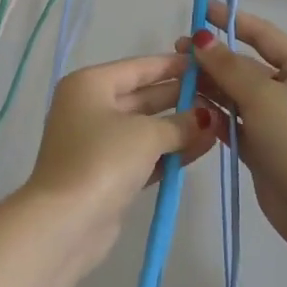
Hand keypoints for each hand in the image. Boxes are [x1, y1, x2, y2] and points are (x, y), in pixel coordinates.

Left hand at [22, 54, 218, 252]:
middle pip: (143, 96)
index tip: (208, 65)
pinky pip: (144, 154)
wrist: (65, 222)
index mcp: (90, 85)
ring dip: (179, 127)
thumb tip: (207, 118)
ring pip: (145, 127)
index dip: (174, 66)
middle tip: (220, 97)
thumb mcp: (146, 134)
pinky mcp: (106, 173)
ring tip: (220, 125)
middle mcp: (90, 107)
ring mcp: (97, 142)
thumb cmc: (103, 160)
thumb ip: (181, 123)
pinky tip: (202, 148)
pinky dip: (169, 152)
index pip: (139, 67)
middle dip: (181, 98)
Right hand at [181, 5, 286, 243]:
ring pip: (237, 94)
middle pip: (246, 66)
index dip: (232, 21)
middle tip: (178, 51)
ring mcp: (277, 119)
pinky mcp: (263, 146)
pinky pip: (234, 121)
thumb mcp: (262, 95)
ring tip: (176, 78)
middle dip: (214, 57)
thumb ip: (228, 66)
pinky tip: (189, 106)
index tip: (202, 11)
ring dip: (210, 85)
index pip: (263, 35)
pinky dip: (215, 113)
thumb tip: (203, 39)